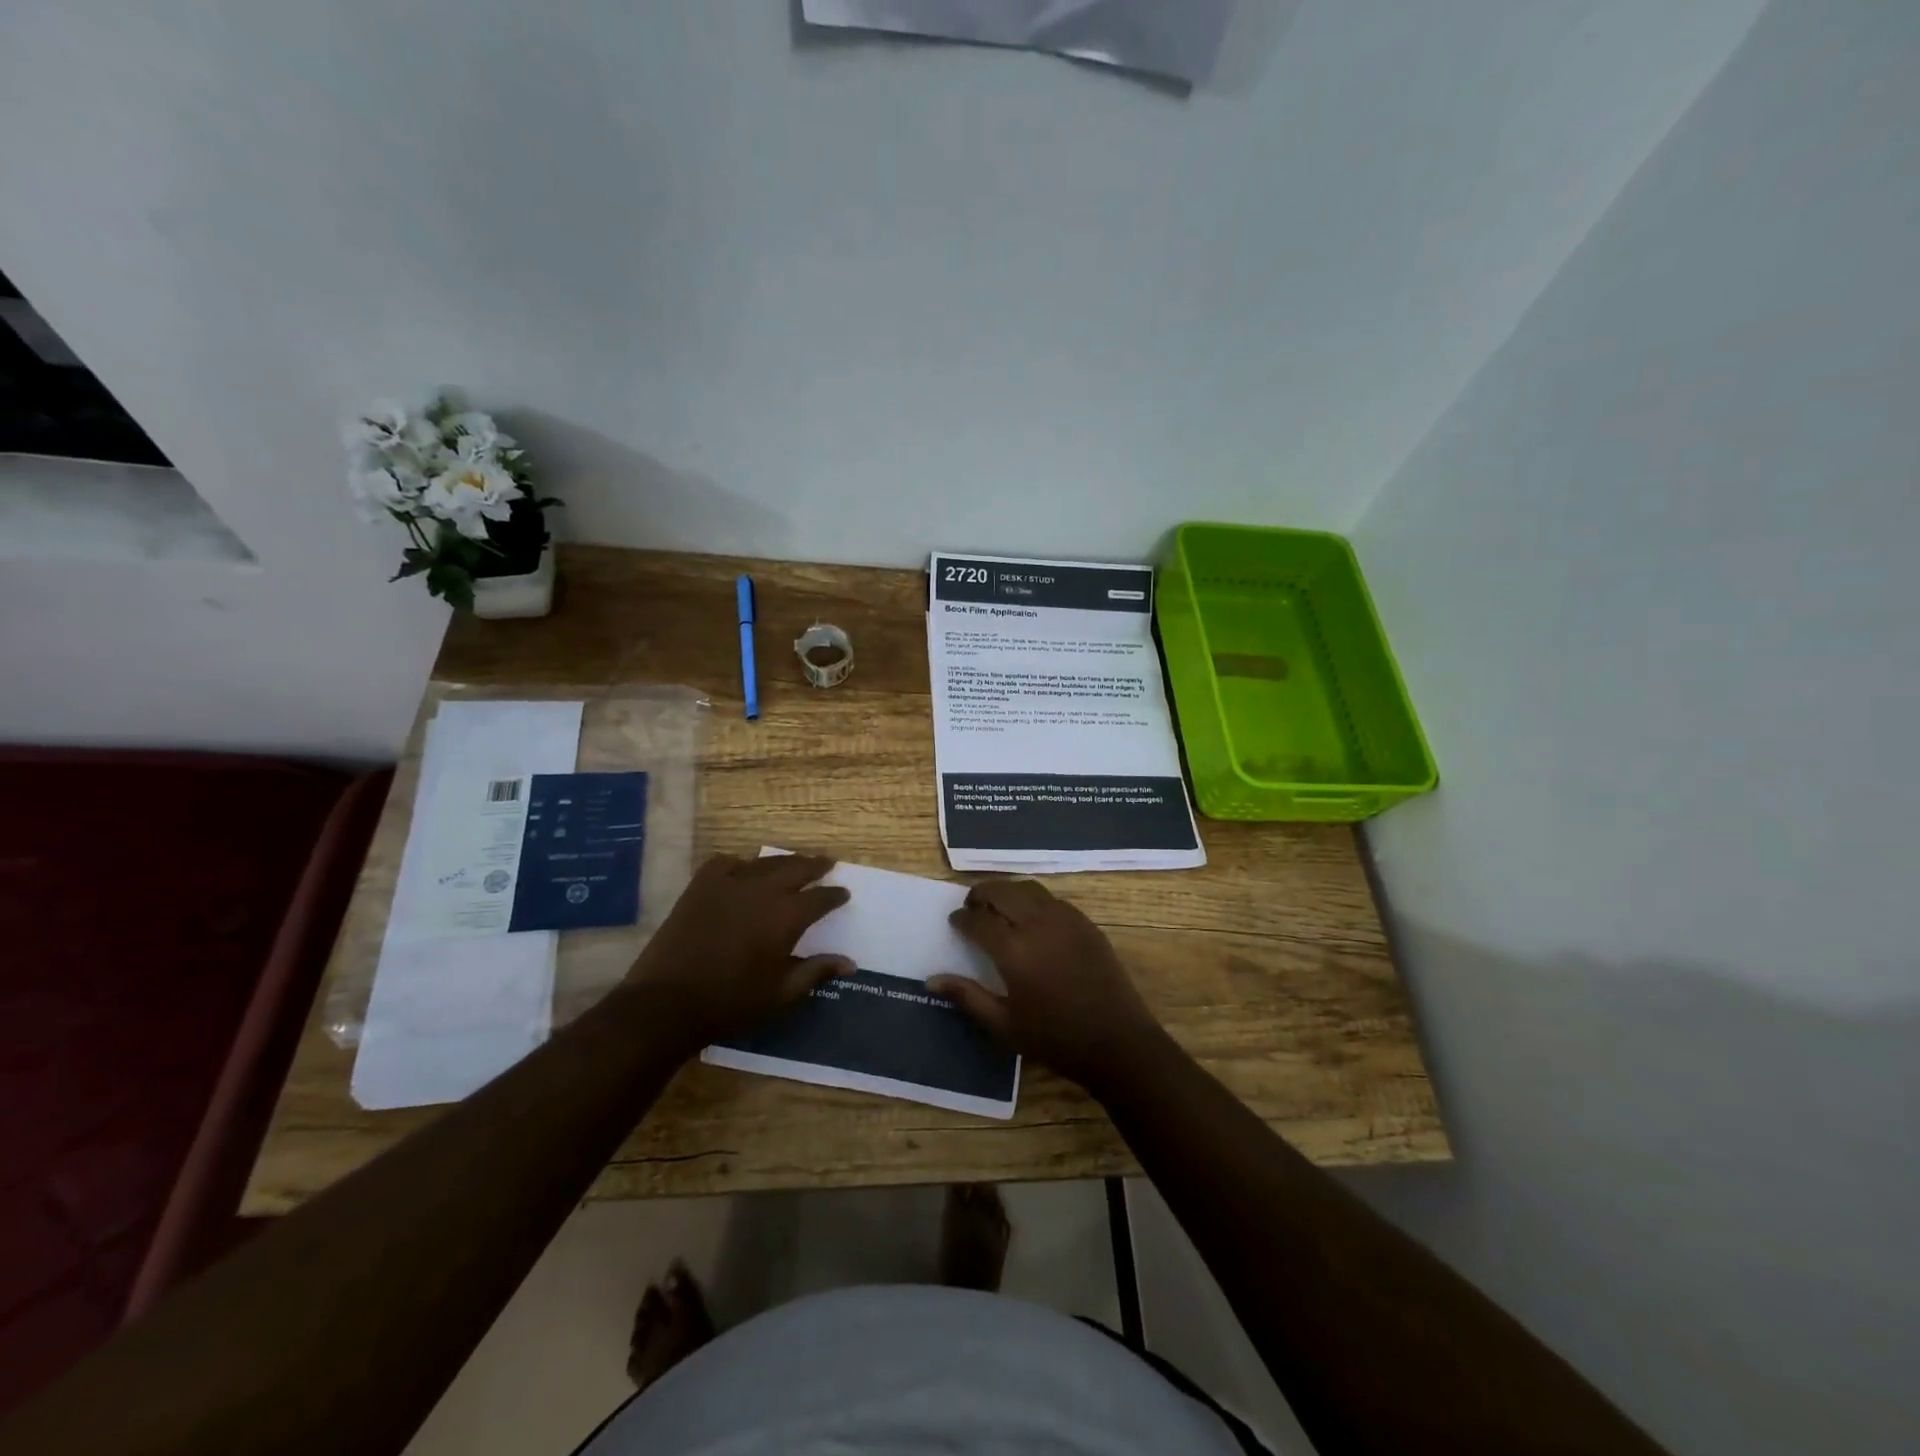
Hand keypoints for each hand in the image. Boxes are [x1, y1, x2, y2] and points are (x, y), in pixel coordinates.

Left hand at [626, 852, 851, 1052]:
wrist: (667, 1003)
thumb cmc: (730, 1002)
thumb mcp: (781, 995)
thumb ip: (815, 972)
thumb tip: (849, 962)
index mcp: (785, 917)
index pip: (820, 898)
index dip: (834, 895)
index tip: (843, 893)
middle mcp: (762, 891)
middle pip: (796, 868)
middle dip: (815, 865)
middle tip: (826, 863)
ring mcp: (728, 884)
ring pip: (764, 862)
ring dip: (783, 862)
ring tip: (793, 863)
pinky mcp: (700, 886)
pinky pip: (726, 863)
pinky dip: (740, 863)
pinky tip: (743, 868)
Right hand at [930, 879, 1165, 1091]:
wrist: (1117, 1042)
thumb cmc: (1055, 1039)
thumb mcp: (1003, 1025)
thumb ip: (967, 997)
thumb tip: (931, 980)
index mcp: (1014, 950)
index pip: (978, 920)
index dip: (962, 918)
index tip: (955, 921)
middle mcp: (1038, 924)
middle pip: (1002, 891)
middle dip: (981, 894)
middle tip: (972, 906)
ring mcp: (1066, 920)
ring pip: (1028, 889)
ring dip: (1008, 891)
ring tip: (998, 906)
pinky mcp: (1086, 923)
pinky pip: (1052, 899)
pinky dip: (1034, 899)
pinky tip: (1031, 917)